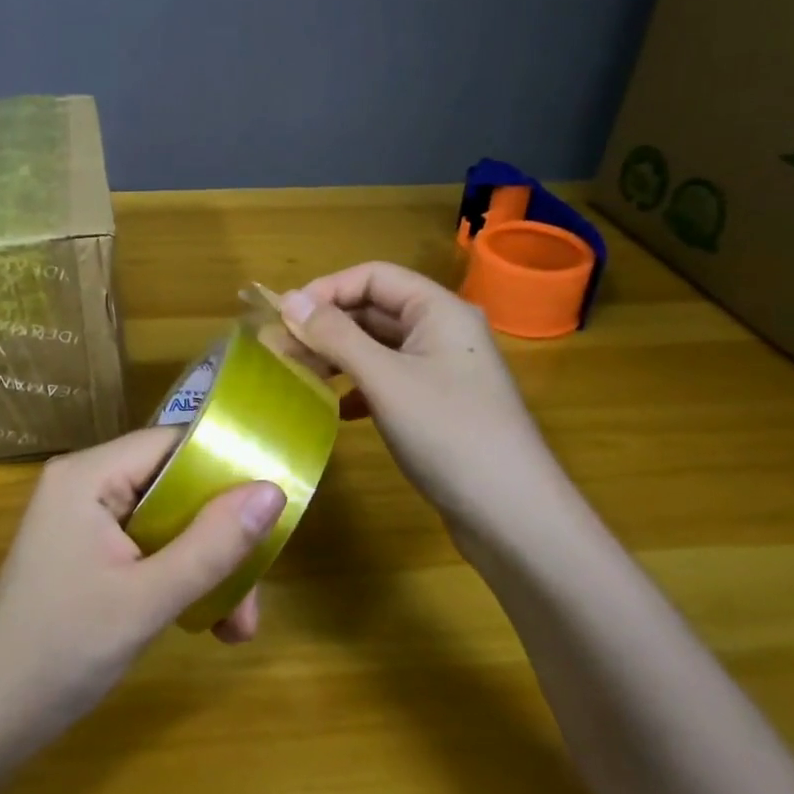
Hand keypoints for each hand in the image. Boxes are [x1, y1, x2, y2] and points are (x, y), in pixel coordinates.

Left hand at [0, 428, 284, 755]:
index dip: (225, 467)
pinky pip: (147, 546)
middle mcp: (85, 483)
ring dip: (205, 567)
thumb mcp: (148, 599)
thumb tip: (273, 491)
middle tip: (253, 594)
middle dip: (219, 538)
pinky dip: (178, 577)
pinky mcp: (86, 551)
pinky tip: (206, 622)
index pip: (172, 443)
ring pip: (166, 521)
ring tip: (236, 626)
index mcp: (88, 474)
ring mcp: (84, 519)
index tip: (271, 507)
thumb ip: (212, 543)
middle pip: (173, 486)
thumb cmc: (62, 650)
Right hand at [277, 262, 567, 545]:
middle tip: (279, 349)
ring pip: (377, 347)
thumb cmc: (448, 433)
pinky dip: (357, 387)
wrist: (514, 517)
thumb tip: (288, 299)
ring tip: (298, 376)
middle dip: (325, 325)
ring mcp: (441, 370)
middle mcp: (442, 331)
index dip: (326, 290)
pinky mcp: (437, 406)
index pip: (373, 276)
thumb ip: (335, 336)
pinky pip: (387, 380)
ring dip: (337, 356)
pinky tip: (335, 409)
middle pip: (374, 310)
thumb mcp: (384, 379)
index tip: (283, 316)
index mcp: (439, 310)